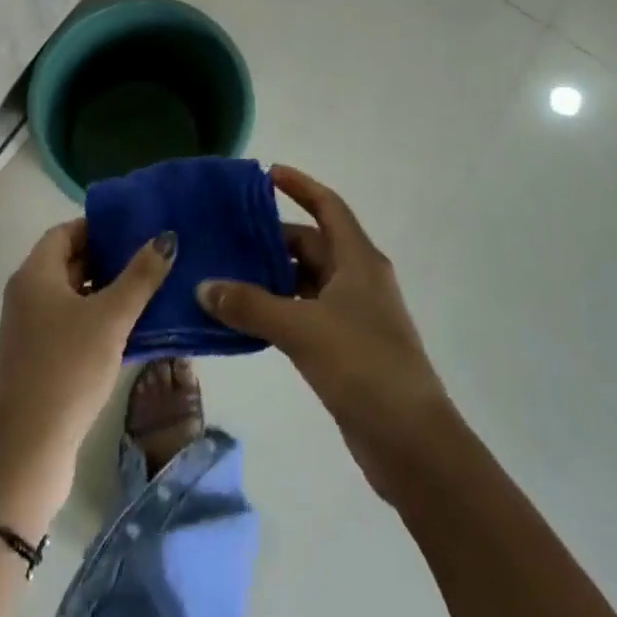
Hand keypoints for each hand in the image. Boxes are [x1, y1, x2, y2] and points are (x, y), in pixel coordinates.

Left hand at [0, 220, 175, 533]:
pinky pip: (72, 324)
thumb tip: (166, 238)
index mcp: (35, 274)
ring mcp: (31, 329)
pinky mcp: (40, 359)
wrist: (28, 451)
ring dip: (108, 291)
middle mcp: (27, 295)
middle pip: (70, 261)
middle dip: (109, 259)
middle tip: (151, 257)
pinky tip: (133, 330)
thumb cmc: (67, 370)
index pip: (66, 231)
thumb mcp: (110, 318)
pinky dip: (99, 320)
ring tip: (151, 289)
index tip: (136, 230)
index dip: (99, 227)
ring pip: (73, 295)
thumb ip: (140, 276)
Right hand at [197, 165, 450, 503]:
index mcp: (358, 259)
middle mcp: (357, 279)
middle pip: (311, 243)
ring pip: (306, 281)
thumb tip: (204, 286)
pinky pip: (305, 313)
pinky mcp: (346, 348)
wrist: (412, 443)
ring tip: (226, 273)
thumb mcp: (302, 328)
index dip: (300, 186)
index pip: (327, 206)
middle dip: (272, 238)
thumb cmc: (362, 365)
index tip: (267, 173)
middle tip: (228, 234)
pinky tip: (245, 318)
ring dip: (271, 277)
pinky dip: (278, 309)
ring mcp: (353, 315)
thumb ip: (251, 305)